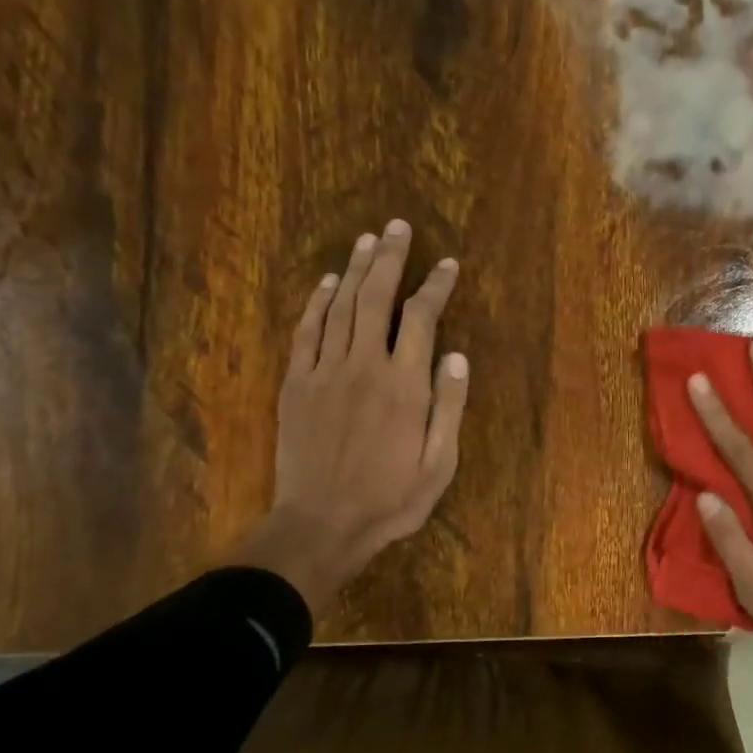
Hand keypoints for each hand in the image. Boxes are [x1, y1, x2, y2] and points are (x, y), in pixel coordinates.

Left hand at [231, 219, 468, 613]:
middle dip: (390, 259)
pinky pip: (306, 332)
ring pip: (341, 307)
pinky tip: (328, 282)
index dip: (435, 286)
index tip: (447, 265)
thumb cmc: (390, 500)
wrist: (321, 525)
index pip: (423, 319)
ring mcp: (324, 372)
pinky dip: (317, 302)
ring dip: (356, 269)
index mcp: (405, 386)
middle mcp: (364, 367)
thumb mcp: (439, 464)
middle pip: (377, 298)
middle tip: (397, 227)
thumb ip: (449, 406)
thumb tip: (456, 355)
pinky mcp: (296, 384)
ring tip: (368, 240)